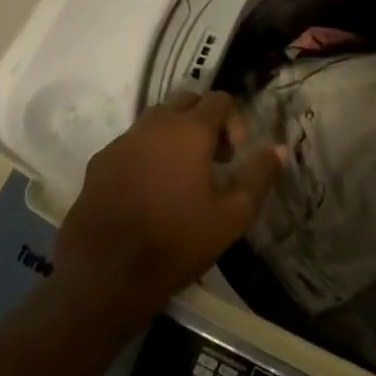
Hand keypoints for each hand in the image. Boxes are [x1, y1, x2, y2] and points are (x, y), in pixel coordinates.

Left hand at [53, 92, 285, 328]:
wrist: (105, 275)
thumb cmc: (176, 243)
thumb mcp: (232, 217)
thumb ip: (258, 177)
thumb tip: (277, 149)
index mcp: (188, 131)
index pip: (219, 99)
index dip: (234, 122)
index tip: (234, 158)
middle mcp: (153, 125)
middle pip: (185, 102)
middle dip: (204, 122)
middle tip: (212, 161)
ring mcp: (122, 141)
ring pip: (155, 121)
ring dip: (174, 136)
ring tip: (180, 177)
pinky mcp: (98, 162)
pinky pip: (130, 144)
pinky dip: (146, 154)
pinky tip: (147, 192)